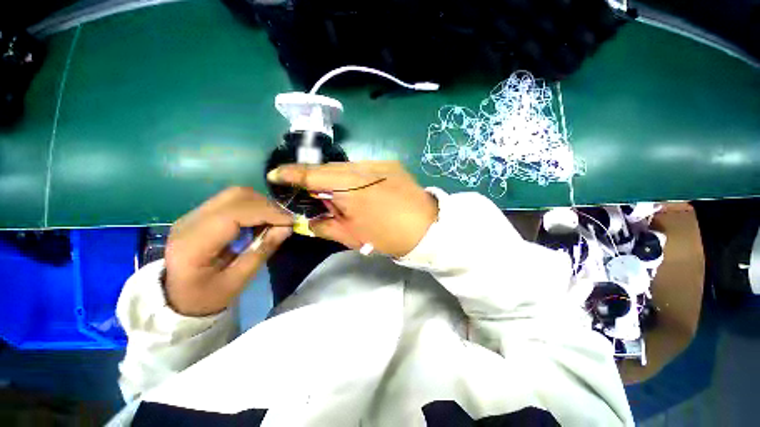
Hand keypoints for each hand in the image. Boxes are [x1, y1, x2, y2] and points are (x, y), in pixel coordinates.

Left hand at [164, 187, 292, 315]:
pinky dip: (254, 206)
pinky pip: (233, 201)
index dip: (267, 213)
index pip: (234, 214)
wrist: (176, 298)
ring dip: (262, 204)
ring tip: (275, 221)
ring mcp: (194, 214)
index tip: (291, 221)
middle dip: (267, 205)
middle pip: (236, 196)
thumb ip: (262, 251)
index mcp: (193, 244)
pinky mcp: (201, 214)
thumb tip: (287, 228)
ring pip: (236, 194)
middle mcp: (190, 221)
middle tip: (286, 221)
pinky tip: (262, 220)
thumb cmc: (206, 297)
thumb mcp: (238, 281)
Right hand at [267, 161, 436, 257]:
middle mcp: (363, 168)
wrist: (427, 228)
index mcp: (351, 188)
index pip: (313, 175)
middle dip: (315, 179)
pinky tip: (358, 190)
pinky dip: (353, 177)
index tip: (275, 174)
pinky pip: (362, 167)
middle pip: (329, 168)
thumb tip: (310, 220)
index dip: (291, 174)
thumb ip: (325, 226)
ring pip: (346, 167)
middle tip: (311, 194)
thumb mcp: (353, 236)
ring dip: (335, 178)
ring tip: (337, 195)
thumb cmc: (388, 236)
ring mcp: (379, 163)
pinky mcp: (390, 164)